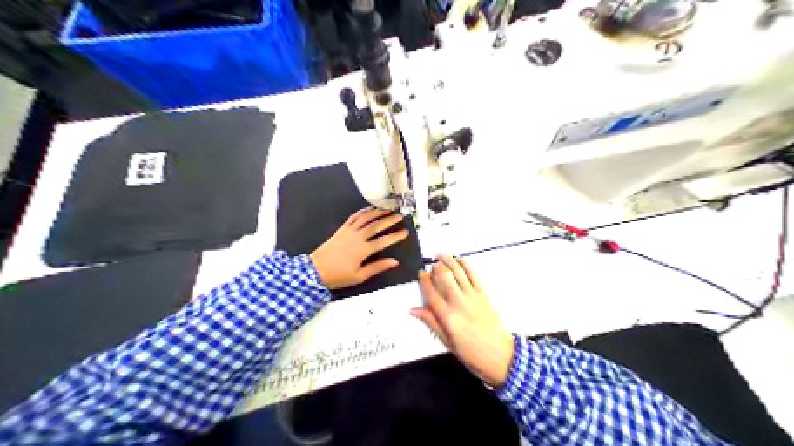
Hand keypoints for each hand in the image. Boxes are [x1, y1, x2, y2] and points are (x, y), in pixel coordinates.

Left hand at [310, 207, 408, 290]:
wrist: (315, 270)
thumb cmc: (338, 275)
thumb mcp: (359, 276)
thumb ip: (377, 267)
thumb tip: (394, 262)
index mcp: (363, 250)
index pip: (383, 241)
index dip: (395, 236)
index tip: (405, 232)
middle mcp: (357, 237)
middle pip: (376, 226)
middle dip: (390, 220)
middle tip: (400, 216)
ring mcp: (349, 231)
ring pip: (366, 218)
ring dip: (377, 212)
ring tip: (388, 209)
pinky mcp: (341, 229)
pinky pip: (353, 217)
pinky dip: (362, 212)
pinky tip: (369, 209)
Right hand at [409, 256, 514, 388]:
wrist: (502, 356)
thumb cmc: (472, 354)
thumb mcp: (448, 343)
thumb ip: (432, 322)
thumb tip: (414, 309)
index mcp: (448, 317)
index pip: (431, 293)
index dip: (424, 280)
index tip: (420, 274)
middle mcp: (459, 303)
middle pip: (444, 277)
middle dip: (436, 267)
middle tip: (431, 266)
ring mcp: (473, 297)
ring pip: (458, 272)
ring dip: (448, 261)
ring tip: (441, 255)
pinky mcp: (484, 294)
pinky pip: (473, 275)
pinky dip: (465, 264)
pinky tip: (459, 260)